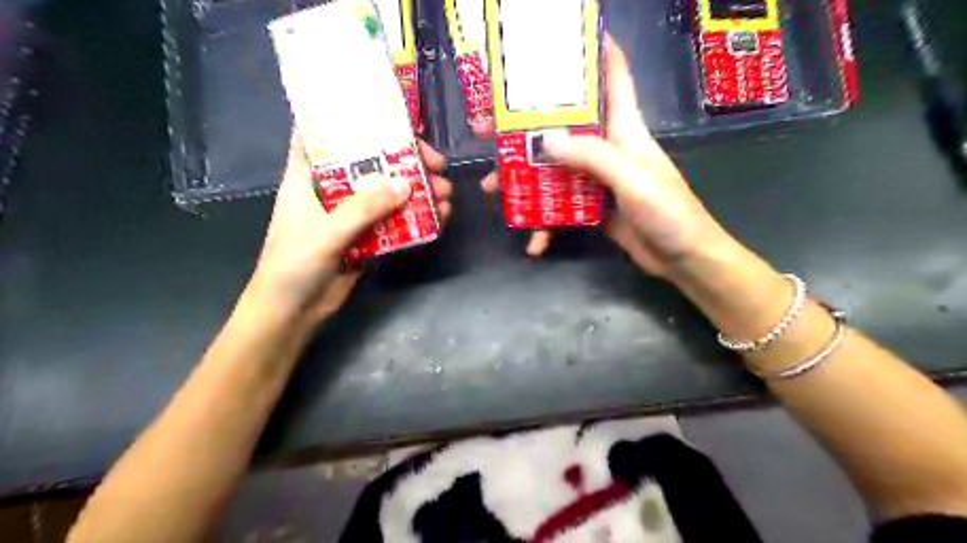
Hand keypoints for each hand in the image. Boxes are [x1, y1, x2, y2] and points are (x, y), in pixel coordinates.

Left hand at [246, 135, 448, 326]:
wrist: (292, 314)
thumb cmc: (293, 266)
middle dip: (404, 162)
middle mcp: (331, 191)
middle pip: (370, 164)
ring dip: (417, 192)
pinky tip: (439, 218)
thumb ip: (364, 207)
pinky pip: (394, 223)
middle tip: (436, 164)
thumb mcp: (326, 231)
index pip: (326, 135)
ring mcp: (351, 216)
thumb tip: (406, 183)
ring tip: (445, 194)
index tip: (389, 115)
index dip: (354, 121)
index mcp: (307, 177)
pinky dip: (415, 219)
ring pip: (388, 194)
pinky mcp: (366, 239)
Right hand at [480, 36, 730, 279]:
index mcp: (624, 129)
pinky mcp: (592, 207)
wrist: (683, 259)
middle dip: (526, 126)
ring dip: (524, 179)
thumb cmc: (669, 213)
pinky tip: (534, 242)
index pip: (613, 78)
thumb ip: (592, 157)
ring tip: (493, 188)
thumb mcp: (632, 179)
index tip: (564, 40)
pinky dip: (546, 224)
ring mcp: (597, 179)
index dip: (596, 52)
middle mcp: (608, 148)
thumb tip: (545, 139)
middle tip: (488, 131)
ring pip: (554, 168)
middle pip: (564, 126)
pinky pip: (561, 207)